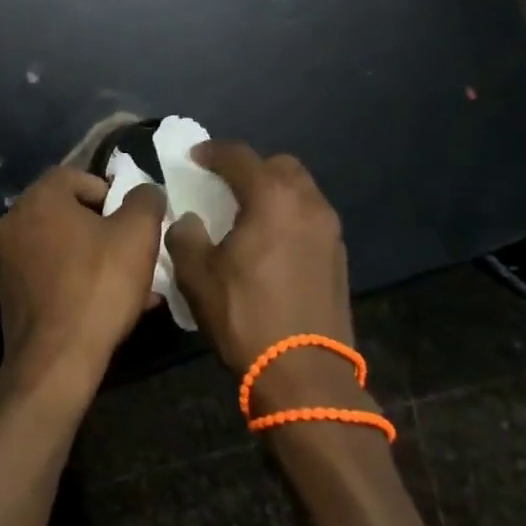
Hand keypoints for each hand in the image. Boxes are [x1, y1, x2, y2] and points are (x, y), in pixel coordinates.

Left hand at [0, 167, 166, 410]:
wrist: (57, 359)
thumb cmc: (98, 285)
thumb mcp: (138, 234)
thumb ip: (145, 200)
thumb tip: (145, 191)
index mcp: (38, 199)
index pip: (74, 176)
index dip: (108, 191)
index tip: (130, 218)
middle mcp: (12, 223)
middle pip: (65, 212)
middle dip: (102, 228)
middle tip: (131, 250)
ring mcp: (5, 261)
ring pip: (58, 247)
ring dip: (91, 257)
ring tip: (127, 283)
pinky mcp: (7, 295)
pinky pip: (47, 276)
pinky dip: (74, 281)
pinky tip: (104, 306)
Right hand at [165, 142, 365, 411]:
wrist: (305, 373)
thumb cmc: (245, 316)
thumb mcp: (197, 276)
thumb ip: (186, 236)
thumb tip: (191, 221)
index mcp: (271, 198)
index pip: (239, 156)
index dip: (212, 152)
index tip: (194, 157)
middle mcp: (307, 203)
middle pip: (279, 165)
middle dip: (251, 167)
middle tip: (225, 184)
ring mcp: (329, 229)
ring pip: (301, 190)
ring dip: (274, 191)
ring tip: (248, 212)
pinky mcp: (339, 255)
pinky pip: (311, 217)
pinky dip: (289, 215)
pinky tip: (271, 241)